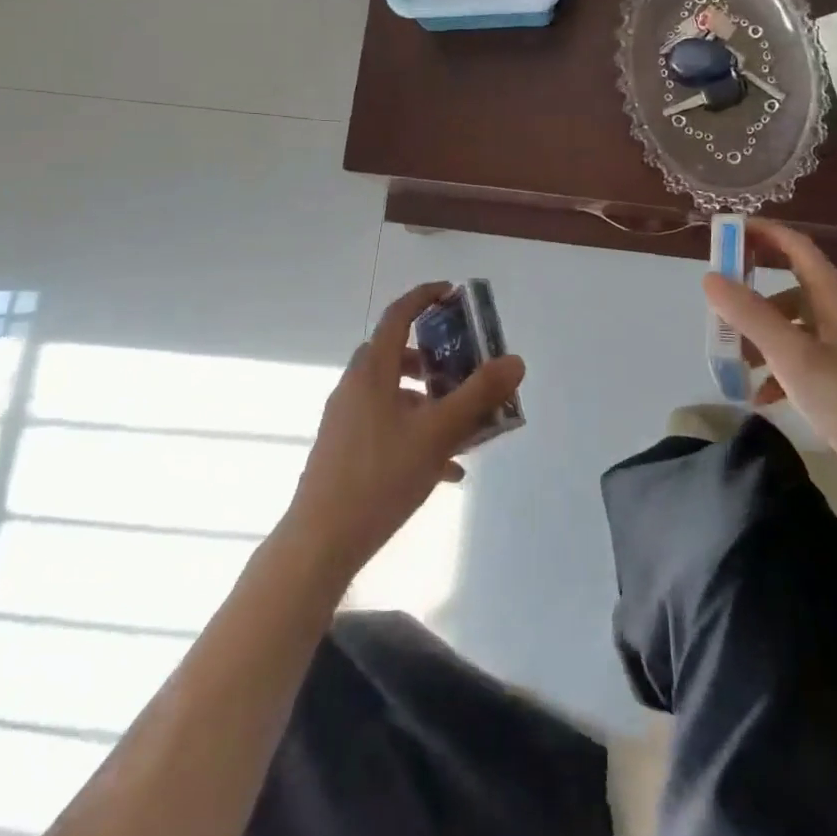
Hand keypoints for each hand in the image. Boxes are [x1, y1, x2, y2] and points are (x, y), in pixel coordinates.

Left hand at [284, 283, 525, 577]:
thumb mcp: (438, 433)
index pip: (398, 315)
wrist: (321, 541)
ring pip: (392, 393)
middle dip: (432, 357)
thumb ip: (478, 395)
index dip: (424, 297)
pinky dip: (416, 431)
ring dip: (428, 400)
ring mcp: (345, 419)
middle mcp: (354, 387)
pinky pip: (386, 425)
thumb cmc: (381, 477)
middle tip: (463, 368)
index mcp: (372, 371)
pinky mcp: (344, 449)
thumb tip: (515, 360)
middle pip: (394, 354)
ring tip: (462, 425)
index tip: (452, 293)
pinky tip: (446, 470)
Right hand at [702, 218, 836, 511]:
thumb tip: (710, 278)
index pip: (795, 246)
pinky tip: (761, 396)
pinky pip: (800, 358)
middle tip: (716, 297)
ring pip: (791, 324)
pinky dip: (776, 368)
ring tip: (732, 357)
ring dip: (758, 333)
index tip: (723, 232)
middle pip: (789, 283)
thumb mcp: (793, 356)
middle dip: (751, 288)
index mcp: (834, 298)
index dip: (761, 233)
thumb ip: (750, 315)